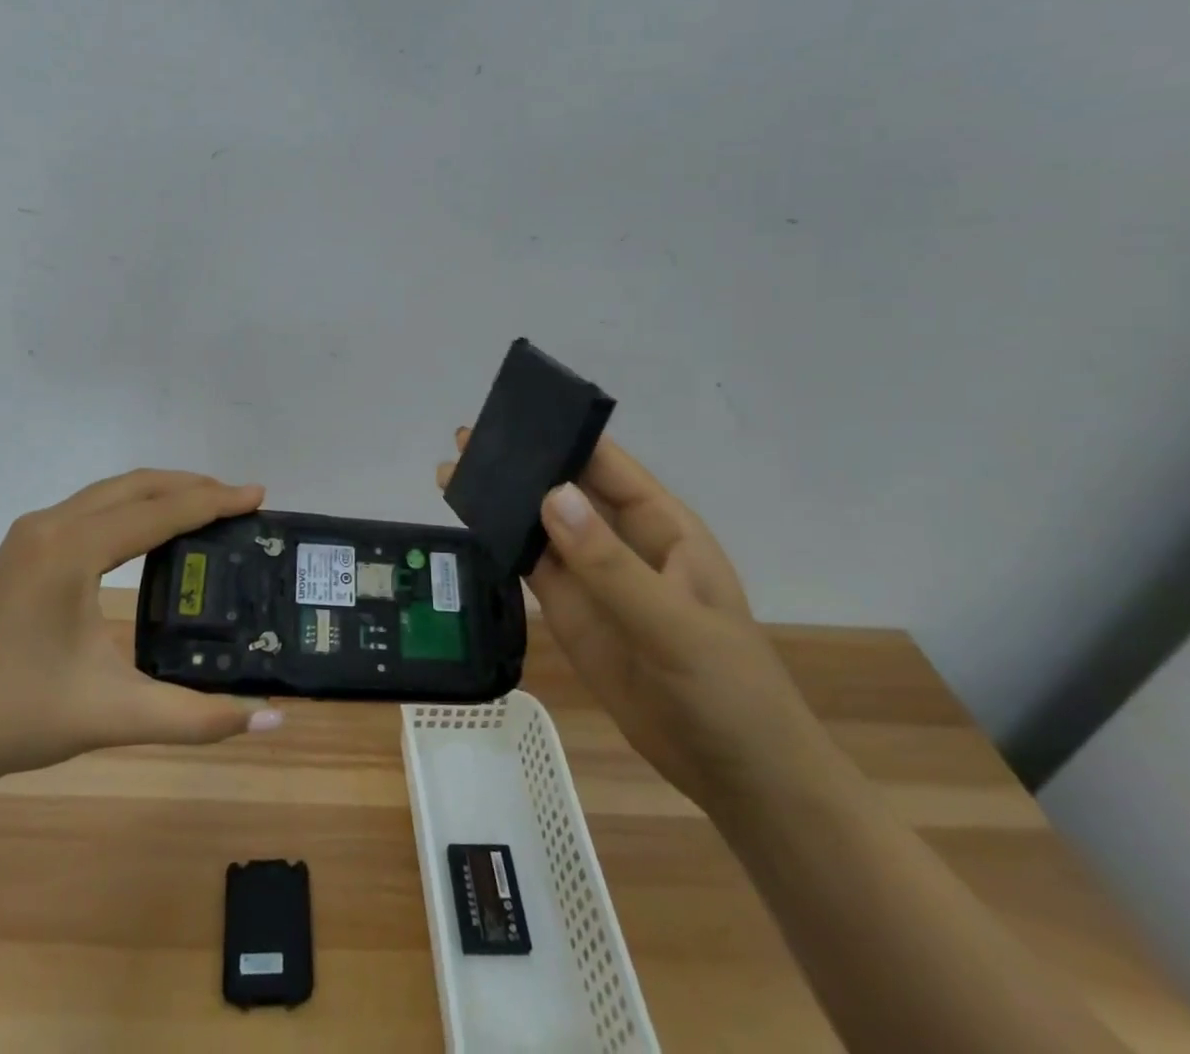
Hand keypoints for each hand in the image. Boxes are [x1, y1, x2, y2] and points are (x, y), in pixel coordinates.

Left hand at [0, 469, 282, 788]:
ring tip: (205, 506)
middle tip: (238, 500)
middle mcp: (50, 525)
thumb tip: (273, 722)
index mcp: (72, 550)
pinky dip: (131, 506)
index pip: (159, 512)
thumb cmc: (22, 717)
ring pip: (110, 492)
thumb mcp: (118, 714)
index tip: (257, 495)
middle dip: (190, 486)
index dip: (213, 502)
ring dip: (160, 493)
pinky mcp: (21, 546)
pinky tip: (150, 530)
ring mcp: (30, 532)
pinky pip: (90, 507)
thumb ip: (199, 717)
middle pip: (135, 486)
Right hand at [438, 431, 823, 812]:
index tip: (514, 414)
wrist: (736, 775)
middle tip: (465, 440)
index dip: (564, 437)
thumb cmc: (728, 688)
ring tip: (453, 474)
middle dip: (522, 465)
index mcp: (662, 528)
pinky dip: (503, 545)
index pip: (608, 466)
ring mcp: (594, 579)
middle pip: (566, 491)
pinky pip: (532, 568)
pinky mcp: (571, 614)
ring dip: (503, 503)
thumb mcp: (674, 623)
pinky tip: (471, 524)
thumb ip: (610, 564)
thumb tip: (552, 496)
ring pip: (542, 528)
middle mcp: (623, 542)